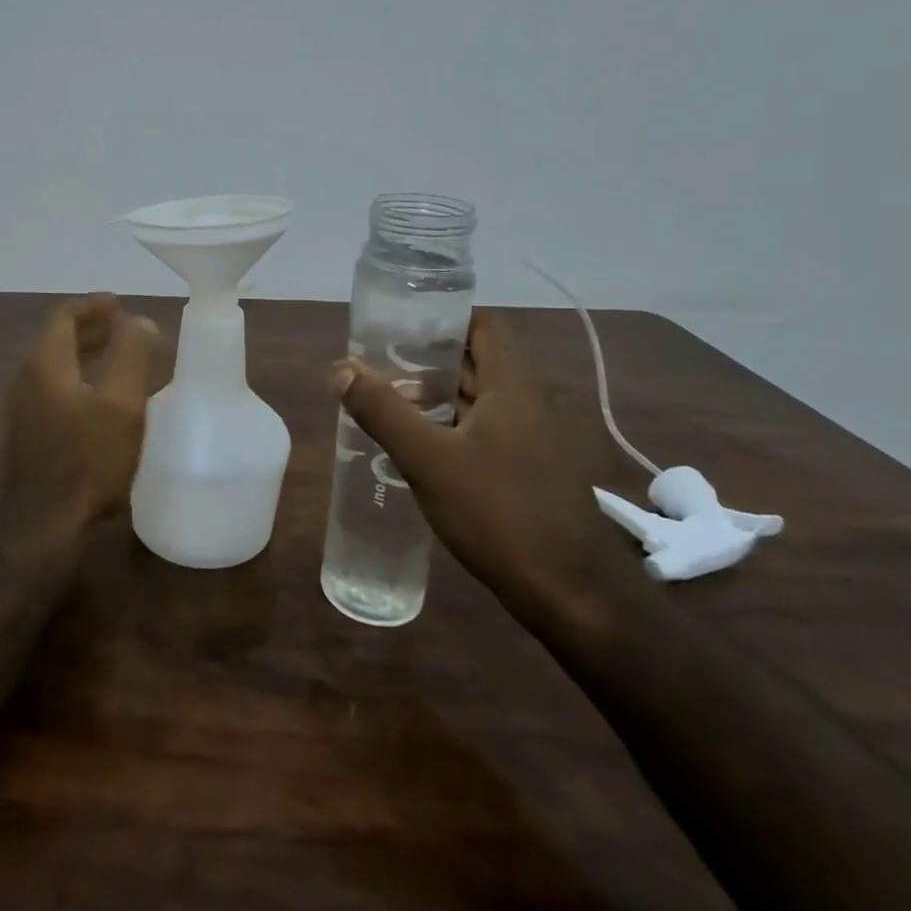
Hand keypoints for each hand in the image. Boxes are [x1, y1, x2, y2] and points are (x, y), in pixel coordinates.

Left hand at [0, 293, 157, 534]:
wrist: (43, 528)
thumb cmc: (87, 461)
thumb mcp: (120, 403)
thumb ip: (131, 354)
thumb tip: (138, 321)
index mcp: (45, 364)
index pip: (64, 316)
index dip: (94, 306)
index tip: (122, 305)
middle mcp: (27, 380)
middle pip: (58, 340)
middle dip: (93, 330)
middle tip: (128, 329)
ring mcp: (24, 411)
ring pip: (58, 368)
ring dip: (88, 357)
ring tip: (122, 360)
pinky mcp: (29, 437)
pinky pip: (56, 392)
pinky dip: (81, 382)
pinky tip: (106, 403)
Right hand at [331, 310, 648, 630]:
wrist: (571, 595)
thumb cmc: (499, 514)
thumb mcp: (429, 460)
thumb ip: (383, 411)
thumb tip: (340, 367)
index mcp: (514, 389)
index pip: (484, 328)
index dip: (445, 316)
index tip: (401, 320)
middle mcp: (530, 406)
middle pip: (478, 364)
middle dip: (429, 360)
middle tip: (379, 364)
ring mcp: (535, 443)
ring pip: (481, 403)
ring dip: (438, 398)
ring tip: (389, 403)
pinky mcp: (531, 475)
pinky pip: (487, 434)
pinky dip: (453, 429)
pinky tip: (421, 449)